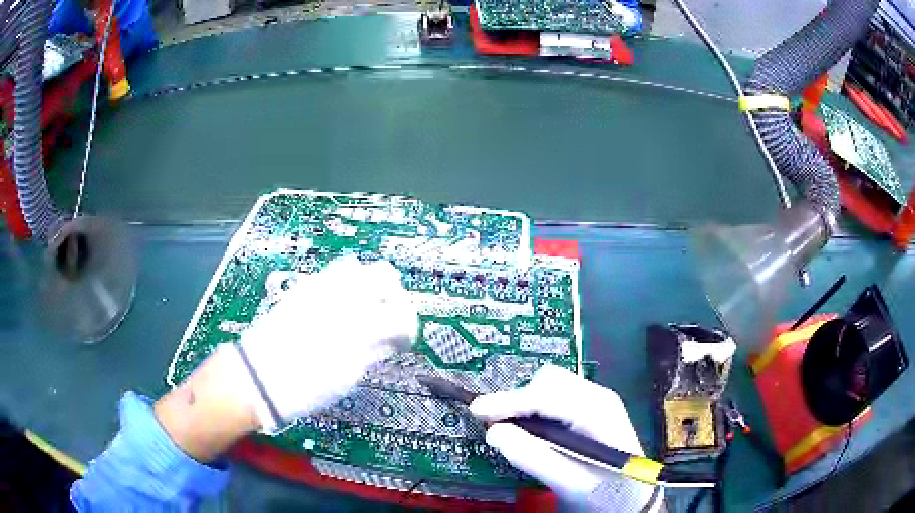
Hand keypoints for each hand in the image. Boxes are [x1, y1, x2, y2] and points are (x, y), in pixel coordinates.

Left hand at [234, 257, 417, 430]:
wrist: (259, 377)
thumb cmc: (307, 387)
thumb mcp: (348, 376)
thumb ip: (374, 351)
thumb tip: (391, 340)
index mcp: (360, 325)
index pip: (402, 314)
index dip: (409, 329)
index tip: (403, 341)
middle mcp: (344, 296)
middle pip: (385, 274)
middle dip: (393, 296)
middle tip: (387, 319)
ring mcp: (321, 285)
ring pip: (358, 267)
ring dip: (368, 286)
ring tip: (362, 311)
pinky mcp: (304, 286)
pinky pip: (333, 273)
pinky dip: (344, 286)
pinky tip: (337, 308)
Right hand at [469, 364, 660, 511]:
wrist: (633, 497)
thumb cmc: (606, 492)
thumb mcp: (570, 483)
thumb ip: (533, 458)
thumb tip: (494, 433)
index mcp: (598, 412)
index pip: (548, 396)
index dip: (509, 401)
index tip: (477, 410)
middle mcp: (598, 396)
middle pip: (548, 381)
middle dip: (518, 400)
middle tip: (498, 426)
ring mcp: (595, 400)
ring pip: (549, 385)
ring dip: (525, 402)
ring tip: (515, 431)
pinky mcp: (589, 408)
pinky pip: (554, 396)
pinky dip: (535, 407)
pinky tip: (532, 429)